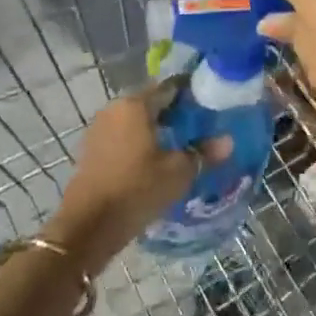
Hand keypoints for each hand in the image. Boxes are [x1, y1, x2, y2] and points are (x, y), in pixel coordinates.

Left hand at [48, 87, 228, 267]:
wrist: (87, 227)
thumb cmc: (136, 190)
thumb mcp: (178, 173)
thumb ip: (203, 153)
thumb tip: (228, 141)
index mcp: (135, 104)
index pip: (170, 87)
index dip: (192, 95)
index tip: (211, 106)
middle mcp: (115, 108)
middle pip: (152, 103)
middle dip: (175, 113)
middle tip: (201, 128)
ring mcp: (100, 128)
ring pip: (137, 121)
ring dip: (157, 129)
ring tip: (182, 146)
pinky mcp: (92, 149)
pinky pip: (123, 136)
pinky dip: (140, 143)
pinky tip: (156, 160)